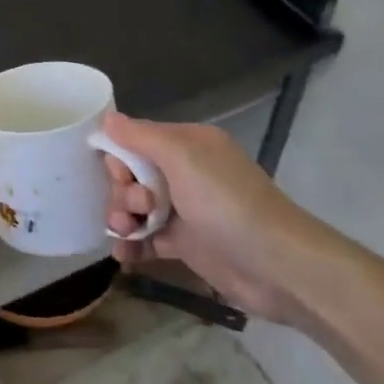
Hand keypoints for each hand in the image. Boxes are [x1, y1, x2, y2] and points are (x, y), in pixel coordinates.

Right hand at [101, 111, 326, 323]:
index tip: (121, 177)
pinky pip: (147, 239)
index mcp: (187, 145)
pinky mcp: (186, 245)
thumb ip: (140, 136)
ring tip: (125, 233)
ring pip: (137, 208)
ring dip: (122, 218)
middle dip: (122, 192)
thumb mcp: (183, 158)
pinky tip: (122, 255)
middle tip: (136, 209)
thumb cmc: (226, 202)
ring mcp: (185, 210)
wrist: (276, 266)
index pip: (136, 141)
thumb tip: (106, 117)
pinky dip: (132, 245)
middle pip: (132, 176)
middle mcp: (185, 173)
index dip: (120, 159)